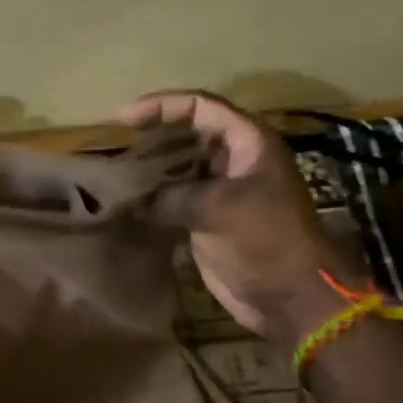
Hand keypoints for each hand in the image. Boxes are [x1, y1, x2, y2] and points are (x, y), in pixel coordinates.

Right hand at [119, 91, 354, 343]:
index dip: (162, 106)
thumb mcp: (217, 208)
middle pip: (187, 135)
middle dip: (152, 138)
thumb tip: (133, 200)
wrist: (289, 296)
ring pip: (178, 169)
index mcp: (247, 143)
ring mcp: (221, 192)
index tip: (124, 119)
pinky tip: (125, 205)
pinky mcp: (208, 221)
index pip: (200, 107)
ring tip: (114, 174)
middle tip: (115, 146)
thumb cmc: (265, 239)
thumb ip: (171, 196)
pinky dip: (151, 201)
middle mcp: (234, 161)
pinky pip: (174, 201)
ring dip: (149, 171)